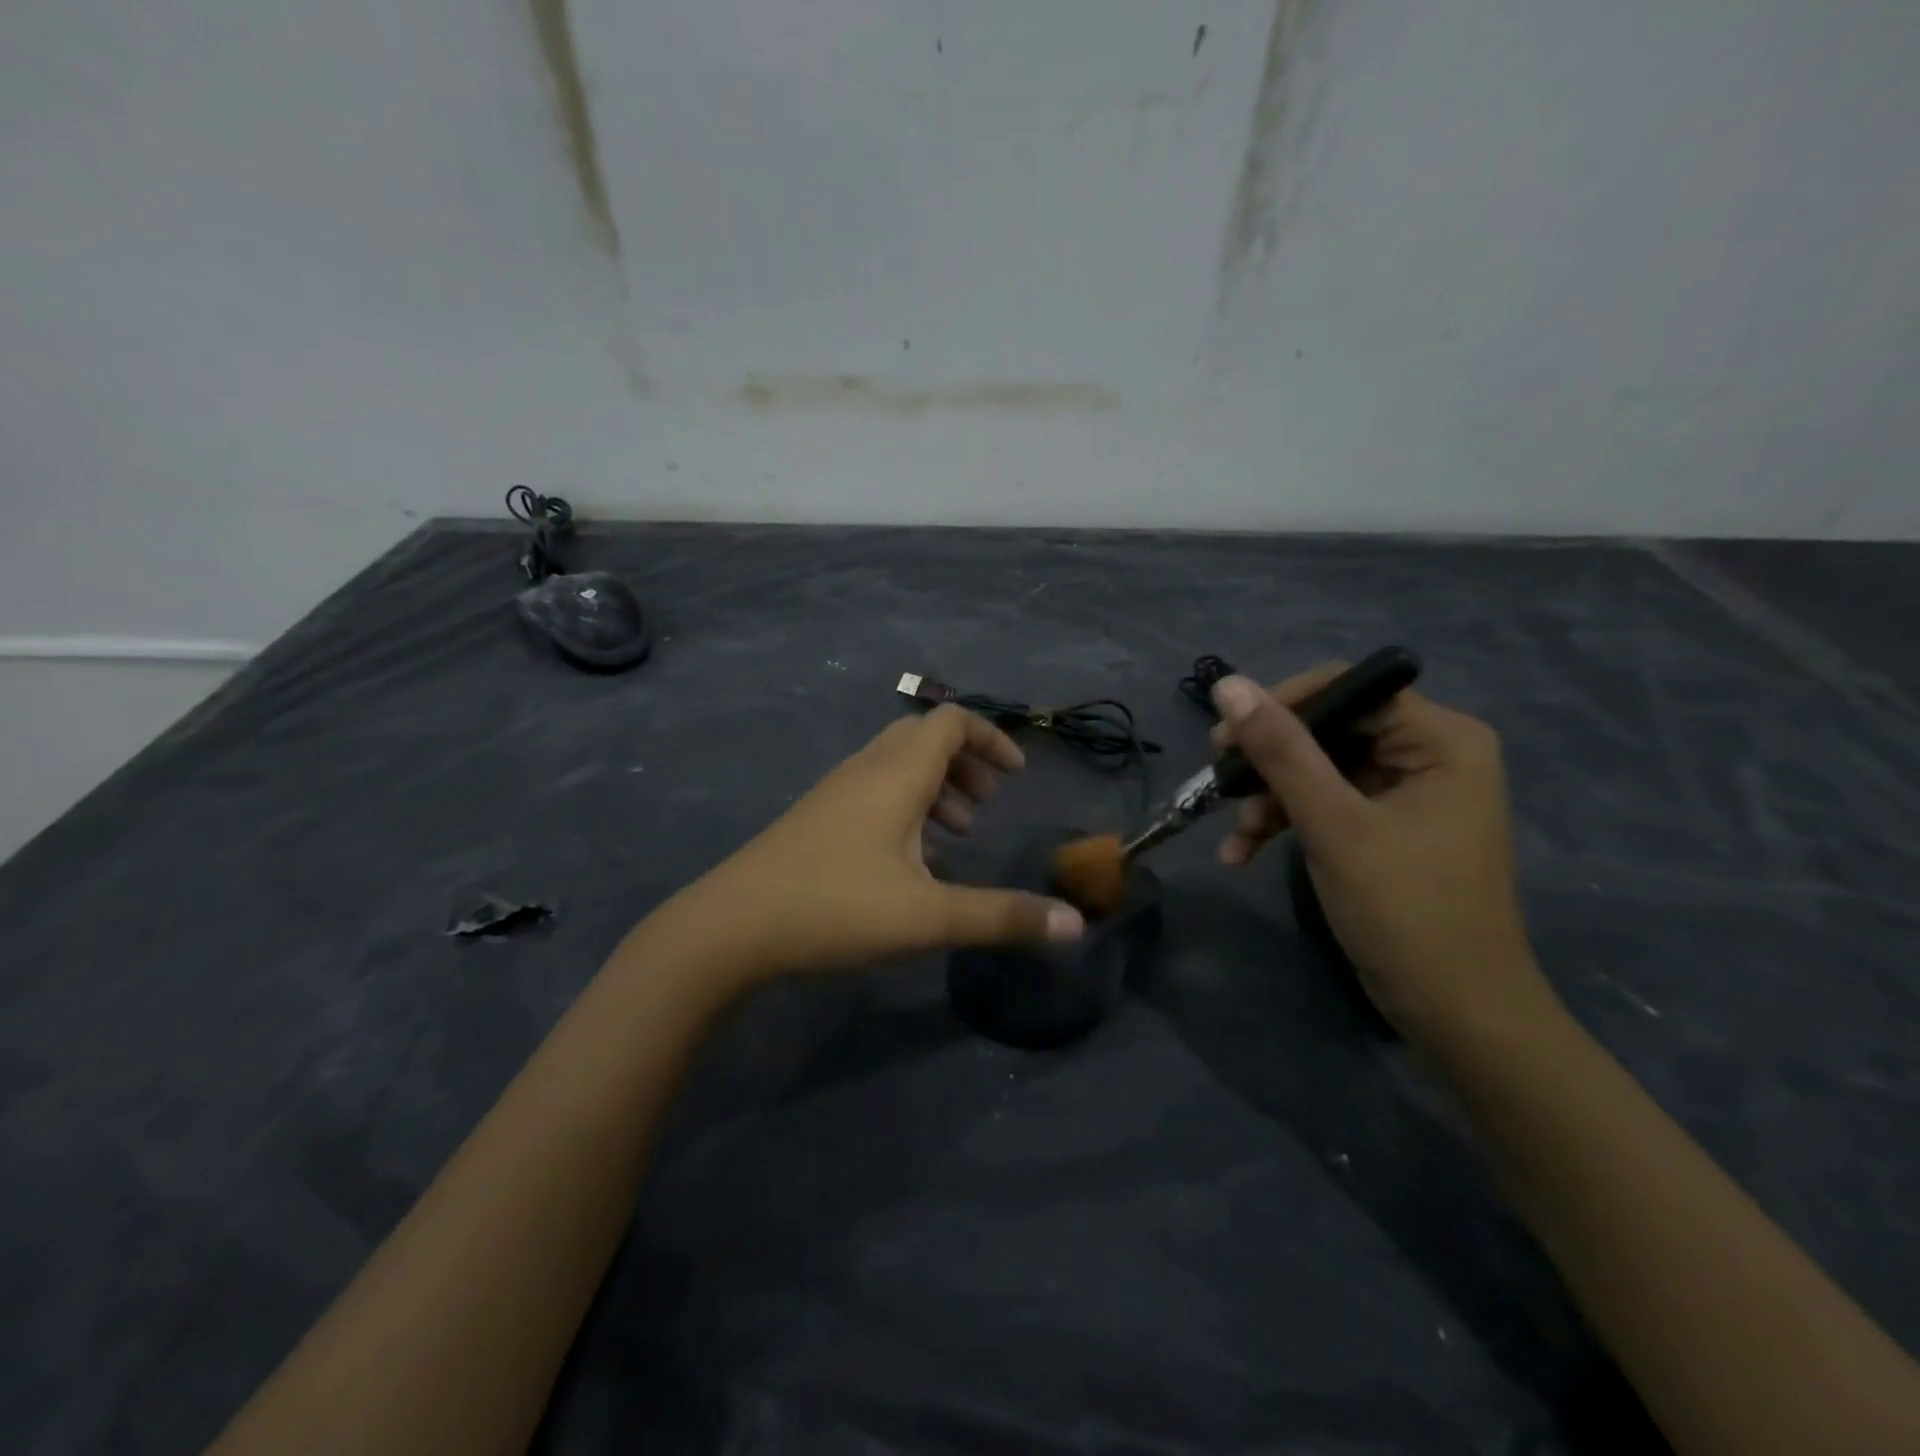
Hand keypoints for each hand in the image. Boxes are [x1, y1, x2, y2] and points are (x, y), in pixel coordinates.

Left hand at [672, 705, 1084, 985]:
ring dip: (935, 784)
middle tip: (989, 802)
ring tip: (957, 832)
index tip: (1017, 775)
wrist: (730, 927)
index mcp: (896, 774)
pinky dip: (905, 803)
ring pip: (896, 764)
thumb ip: (1003, 917)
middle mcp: (865, 769)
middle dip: (966, 762)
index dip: (991, 738)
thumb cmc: (835, 908)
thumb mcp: (928, 916)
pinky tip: (910, 855)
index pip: (950, 721)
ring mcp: (834, 792)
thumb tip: (1075, 924)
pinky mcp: (816, 818)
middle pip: (923, 737)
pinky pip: (873, 789)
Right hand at [1209, 669, 1555, 1043]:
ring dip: (1270, 799)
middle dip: (1269, 762)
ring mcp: (1406, 792)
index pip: (1349, 688)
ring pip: (1317, 769)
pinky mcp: (1385, 826)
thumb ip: (1281, 751)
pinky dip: (1285, 823)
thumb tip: (1227, 684)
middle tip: (1219, 780)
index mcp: (1441, 739)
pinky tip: (1242, 853)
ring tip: (1236, 837)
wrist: (1455, 1012)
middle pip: (1328, 729)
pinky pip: (1325, 804)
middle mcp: (1429, 753)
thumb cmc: (1405, 910)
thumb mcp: (1333, 824)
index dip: (1281, 705)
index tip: (1225, 738)